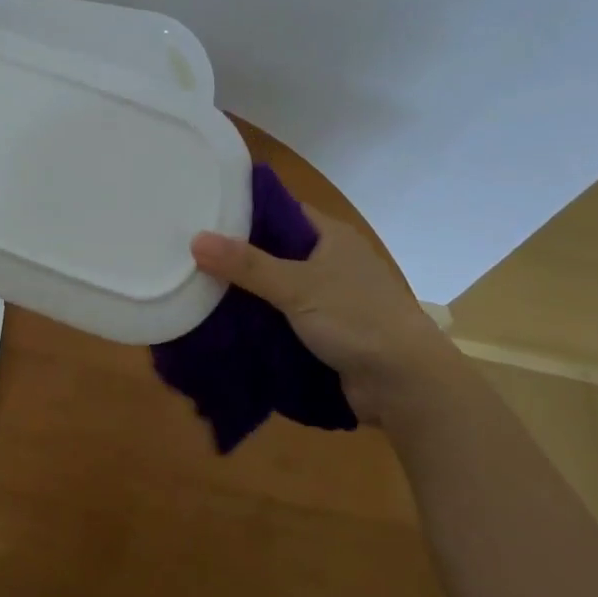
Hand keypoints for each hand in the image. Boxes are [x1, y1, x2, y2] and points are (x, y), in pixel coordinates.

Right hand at [192, 204, 450, 420]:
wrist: (407, 386)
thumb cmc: (357, 319)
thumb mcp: (297, 286)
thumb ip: (247, 265)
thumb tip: (195, 239)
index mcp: (332, 237)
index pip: (281, 210)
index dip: (245, 210)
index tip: (205, 212)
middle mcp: (332, 263)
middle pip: (275, 251)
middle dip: (238, 256)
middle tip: (190, 253)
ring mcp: (330, 300)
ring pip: (277, 289)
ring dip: (247, 293)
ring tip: (197, 287)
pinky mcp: (327, 334)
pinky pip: (283, 320)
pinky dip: (260, 322)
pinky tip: (224, 324)